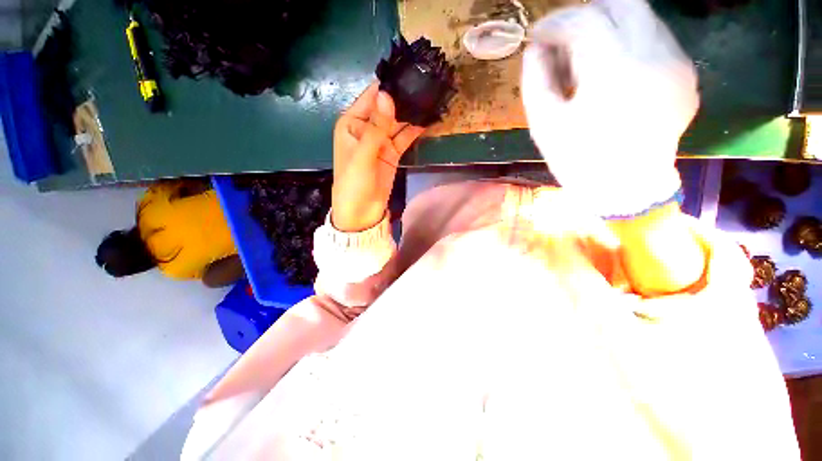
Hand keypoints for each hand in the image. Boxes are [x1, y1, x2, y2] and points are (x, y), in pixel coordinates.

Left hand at [332, 82, 423, 231]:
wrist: (362, 212)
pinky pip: (404, 137)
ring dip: (411, 113)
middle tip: (427, 82)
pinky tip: (428, 119)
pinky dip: (415, 130)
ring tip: (431, 97)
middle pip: (387, 108)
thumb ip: (376, 126)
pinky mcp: (392, 153)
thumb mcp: (363, 154)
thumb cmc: (354, 182)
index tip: (410, 69)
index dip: (388, 85)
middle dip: (404, 98)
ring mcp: (381, 142)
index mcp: (352, 123)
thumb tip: (387, 95)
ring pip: (398, 122)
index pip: (371, 97)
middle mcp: (366, 129)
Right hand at [521, 0, 698, 217]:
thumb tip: (536, 48)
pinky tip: (613, 68)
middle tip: (565, 37)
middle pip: (622, 2)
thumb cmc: (579, 160)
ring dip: (608, 25)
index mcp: (613, 72)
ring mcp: (676, 63)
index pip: (584, 21)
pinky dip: (629, 41)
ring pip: (642, 15)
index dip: (555, 23)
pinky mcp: (685, 74)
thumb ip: (536, 79)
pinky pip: (656, 38)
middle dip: (586, 12)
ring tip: (587, 56)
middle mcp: (654, 56)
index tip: (538, 36)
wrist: (626, 189)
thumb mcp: (545, 124)